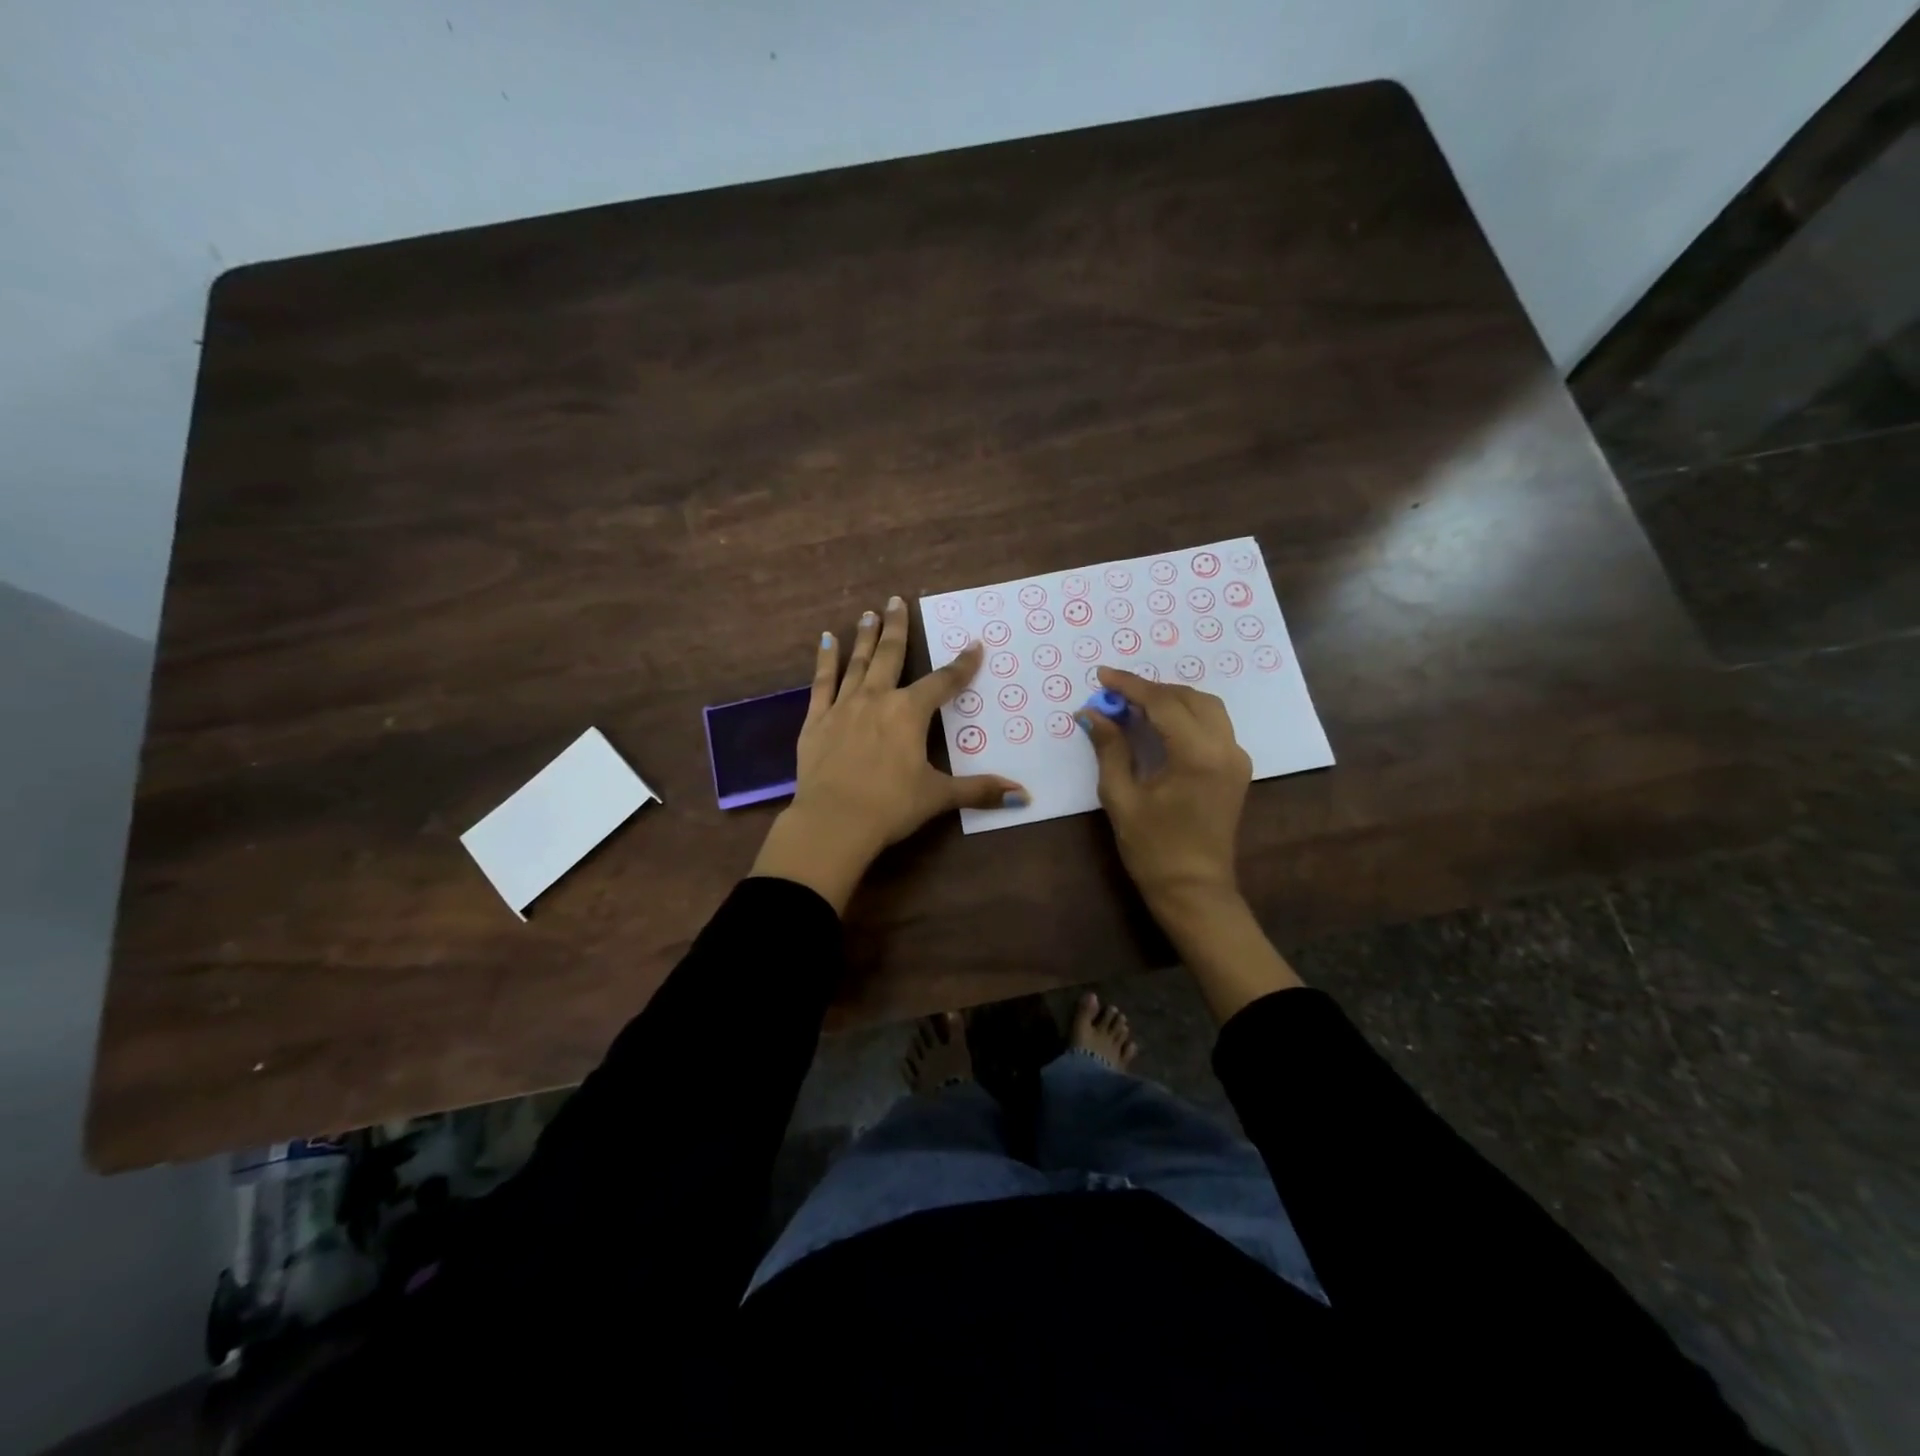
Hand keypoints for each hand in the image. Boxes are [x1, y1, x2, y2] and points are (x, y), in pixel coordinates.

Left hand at [750, 595, 1026, 911]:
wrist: (833, 822)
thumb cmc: (890, 806)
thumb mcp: (938, 796)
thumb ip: (979, 790)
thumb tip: (1023, 796)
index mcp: (909, 713)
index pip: (943, 682)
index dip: (962, 664)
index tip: (974, 645)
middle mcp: (877, 699)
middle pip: (890, 656)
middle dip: (897, 628)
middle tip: (896, 600)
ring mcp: (843, 707)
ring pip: (857, 663)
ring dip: (865, 637)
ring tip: (869, 613)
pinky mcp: (815, 720)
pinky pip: (822, 682)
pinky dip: (825, 660)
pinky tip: (826, 640)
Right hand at [1077, 666, 1250, 909]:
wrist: (1194, 890)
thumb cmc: (1153, 849)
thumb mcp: (1122, 797)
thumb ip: (1110, 749)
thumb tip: (1092, 713)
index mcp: (1198, 755)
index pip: (1163, 703)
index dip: (1130, 686)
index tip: (1102, 676)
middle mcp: (1225, 749)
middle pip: (1189, 698)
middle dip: (1151, 690)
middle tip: (1115, 694)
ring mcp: (1236, 758)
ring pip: (1207, 707)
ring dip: (1171, 699)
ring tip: (1135, 705)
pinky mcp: (1237, 769)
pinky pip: (1214, 726)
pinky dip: (1187, 715)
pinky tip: (1160, 724)